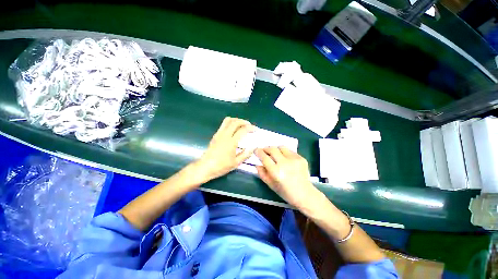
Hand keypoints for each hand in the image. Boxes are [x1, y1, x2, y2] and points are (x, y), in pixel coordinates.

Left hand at [192, 117, 254, 182]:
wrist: (205, 167)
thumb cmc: (221, 166)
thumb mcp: (236, 163)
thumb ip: (246, 154)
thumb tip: (253, 147)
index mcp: (231, 142)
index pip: (242, 130)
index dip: (250, 128)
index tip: (255, 129)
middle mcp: (225, 135)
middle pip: (235, 122)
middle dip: (244, 121)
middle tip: (249, 125)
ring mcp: (219, 134)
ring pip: (228, 120)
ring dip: (236, 120)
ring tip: (242, 125)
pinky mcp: (215, 135)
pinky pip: (223, 124)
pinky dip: (231, 123)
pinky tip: (233, 129)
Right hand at [255, 147, 318, 208]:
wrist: (305, 194)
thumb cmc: (286, 192)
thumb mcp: (271, 185)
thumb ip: (262, 174)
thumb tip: (257, 164)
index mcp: (276, 172)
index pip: (264, 157)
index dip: (258, 152)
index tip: (256, 150)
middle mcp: (285, 163)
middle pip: (272, 149)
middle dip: (266, 148)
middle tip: (264, 151)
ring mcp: (294, 160)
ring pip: (281, 147)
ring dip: (276, 149)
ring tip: (275, 154)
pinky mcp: (301, 158)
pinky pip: (289, 151)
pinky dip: (284, 153)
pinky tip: (285, 159)